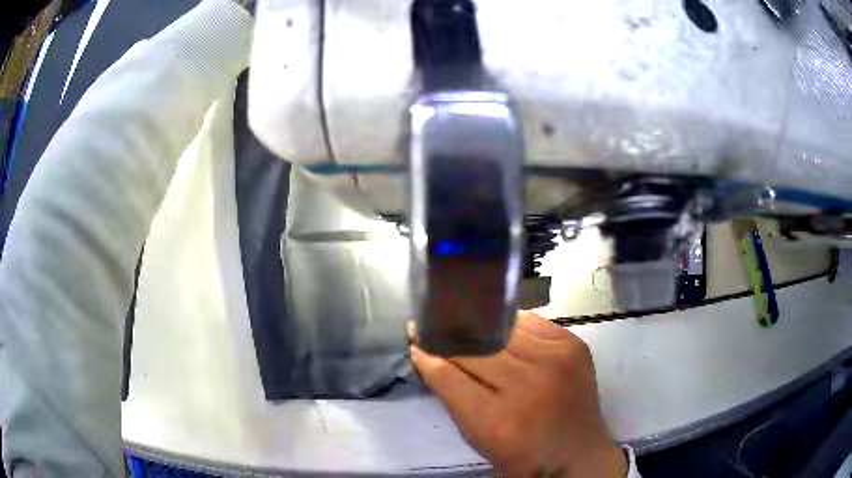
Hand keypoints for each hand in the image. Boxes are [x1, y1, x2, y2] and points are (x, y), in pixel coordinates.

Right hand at [410, 313, 626, 477]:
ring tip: (465, 323)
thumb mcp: (476, 436)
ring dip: (480, 329)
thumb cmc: (521, 454)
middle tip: (434, 326)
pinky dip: (512, 327)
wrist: (577, 454)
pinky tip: (502, 332)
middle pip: (474, 348)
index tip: (414, 338)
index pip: (448, 375)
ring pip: (502, 329)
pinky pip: (531, 323)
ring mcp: (555, 361)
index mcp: (496, 420)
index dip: (427, 354)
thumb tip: (429, 356)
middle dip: (450, 337)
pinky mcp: (572, 346)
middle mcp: (527, 385)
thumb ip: (451, 396)